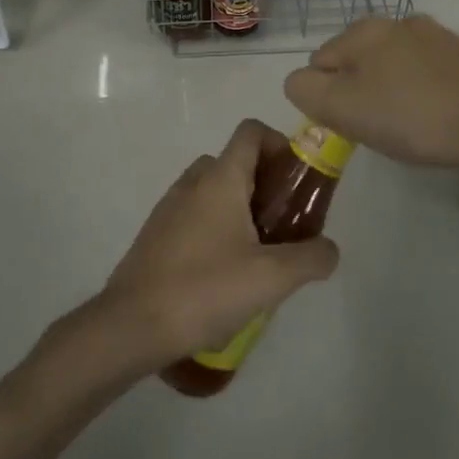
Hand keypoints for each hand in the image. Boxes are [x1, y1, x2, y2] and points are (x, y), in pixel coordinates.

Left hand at [98, 119, 340, 368]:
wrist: (130, 326)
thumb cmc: (204, 290)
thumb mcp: (272, 278)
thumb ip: (311, 258)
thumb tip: (329, 249)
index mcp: (220, 179)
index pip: (251, 131)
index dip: (279, 144)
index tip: (297, 180)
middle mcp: (193, 182)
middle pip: (235, 162)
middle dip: (265, 184)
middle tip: (284, 224)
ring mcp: (169, 208)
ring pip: (213, 191)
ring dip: (240, 209)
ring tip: (258, 255)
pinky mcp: (155, 235)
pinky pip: (194, 216)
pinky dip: (215, 229)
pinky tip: (224, 275)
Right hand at [283, 15, 458, 173]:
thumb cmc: (407, 119)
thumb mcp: (340, 109)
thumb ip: (304, 88)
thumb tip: (303, 79)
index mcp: (363, 30)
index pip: (320, 63)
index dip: (328, 96)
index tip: (351, 121)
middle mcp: (397, 20)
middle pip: (357, 60)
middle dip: (359, 88)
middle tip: (377, 124)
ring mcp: (434, 34)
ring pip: (391, 63)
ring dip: (389, 86)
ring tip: (407, 120)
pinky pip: (423, 70)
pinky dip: (420, 87)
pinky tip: (432, 111)